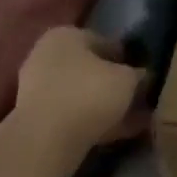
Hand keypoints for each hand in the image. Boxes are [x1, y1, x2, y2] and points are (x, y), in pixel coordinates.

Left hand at [14, 26, 141, 155]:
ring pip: (81, 93)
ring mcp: (36, 89)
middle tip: (137, 96)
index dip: (125, 58)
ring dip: (103, 104)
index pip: (102, 40)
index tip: (141, 74)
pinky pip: (72, 115)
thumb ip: (136, 74)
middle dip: (112, 82)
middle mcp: (46, 56)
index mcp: (65, 35)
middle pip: (89, 68)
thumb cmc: (89, 93)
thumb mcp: (127, 78)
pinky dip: (93, 121)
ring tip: (132, 119)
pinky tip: (117, 133)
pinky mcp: (35, 119)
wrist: (46, 141)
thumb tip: (141, 76)